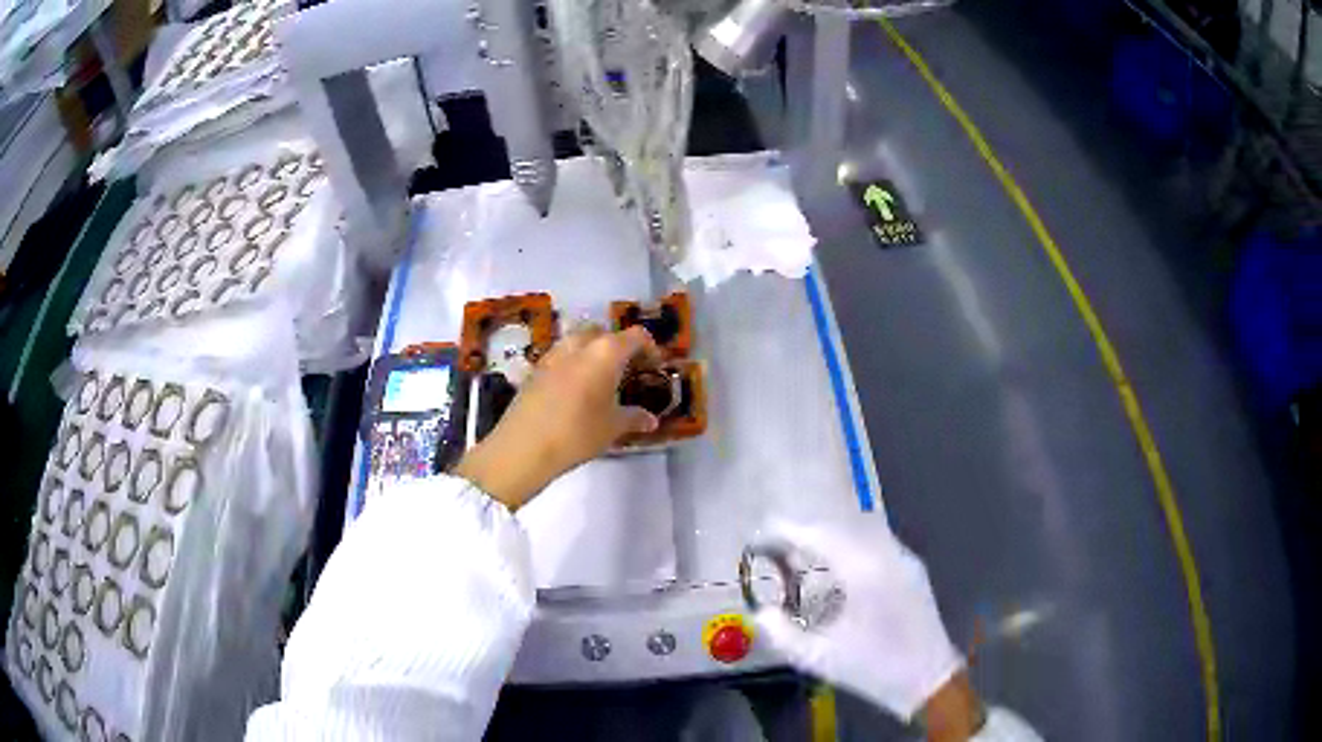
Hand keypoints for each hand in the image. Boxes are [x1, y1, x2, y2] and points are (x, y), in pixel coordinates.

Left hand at [454, 325, 661, 510]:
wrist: (524, 447)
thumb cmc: (577, 434)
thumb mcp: (612, 428)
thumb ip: (633, 418)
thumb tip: (651, 420)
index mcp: (605, 352)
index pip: (635, 336)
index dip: (649, 348)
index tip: (654, 366)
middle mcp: (579, 345)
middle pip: (604, 333)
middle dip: (618, 347)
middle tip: (627, 370)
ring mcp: (553, 354)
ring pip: (579, 342)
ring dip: (592, 353)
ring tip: (600, 379)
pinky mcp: (535, 369)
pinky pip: (561, 357)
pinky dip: (573, 365)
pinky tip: (575, 390)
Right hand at [753, 519, 966, 722]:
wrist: (928, 678)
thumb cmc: (873, 668)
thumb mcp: (819, 658)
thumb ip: (782, 634)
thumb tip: (761, 612)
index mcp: (864, 571)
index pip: (821, 534)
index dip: (789, 529)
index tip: (763, 532)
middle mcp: (887, 554)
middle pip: (841, 526)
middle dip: (808, 531)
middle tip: (779, 547)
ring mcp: (904, 559)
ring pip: (861, 531)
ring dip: (830, 537)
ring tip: (804, 556)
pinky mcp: (912, 569)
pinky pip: (876, 543)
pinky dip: (850, 545)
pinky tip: (838, 570)